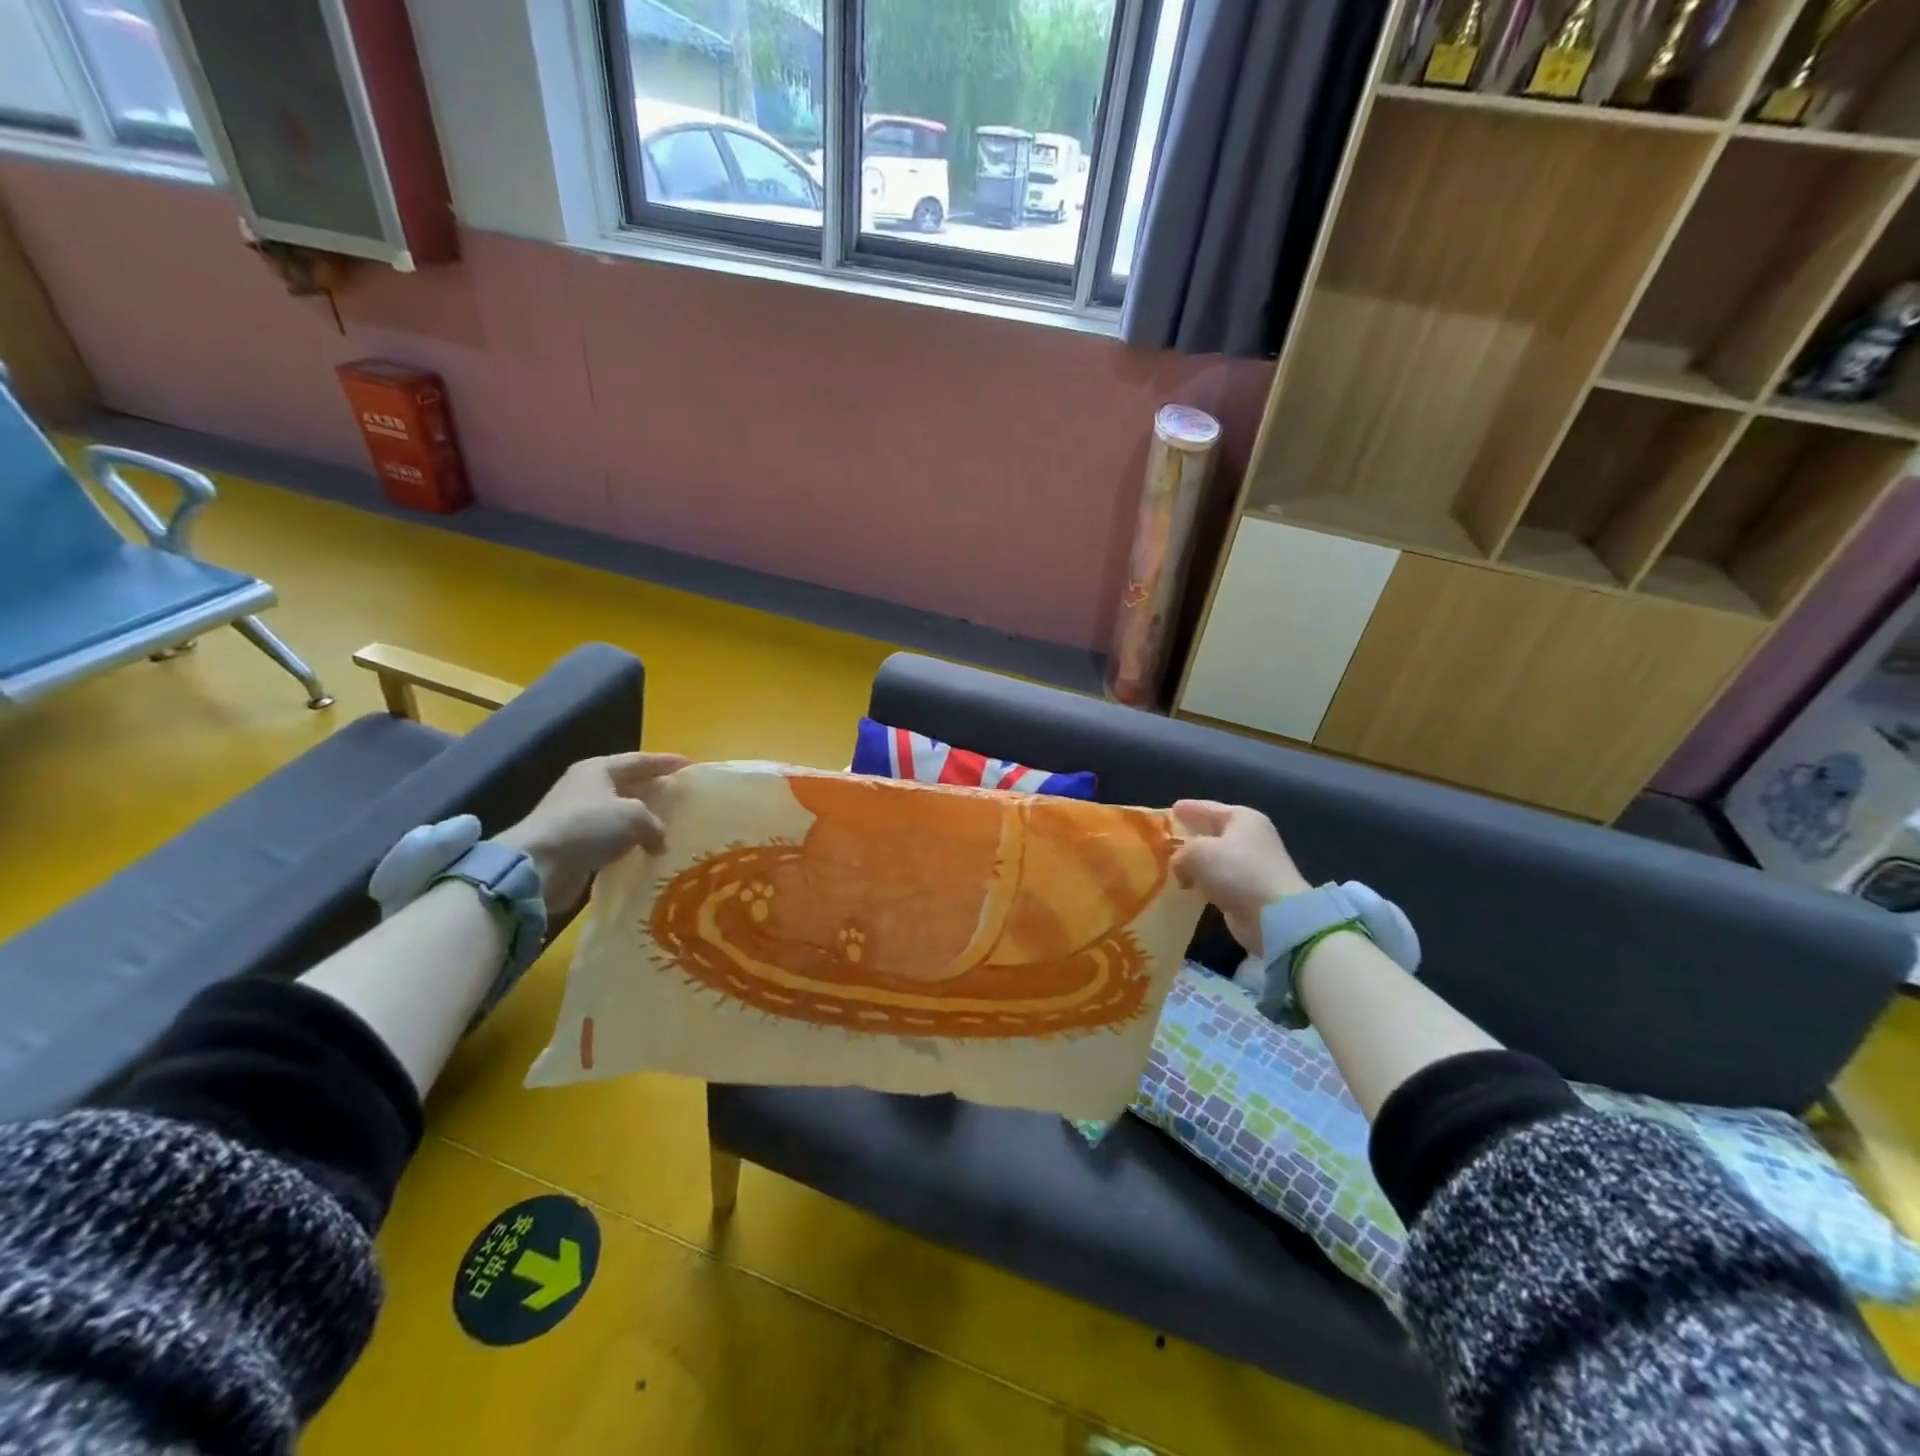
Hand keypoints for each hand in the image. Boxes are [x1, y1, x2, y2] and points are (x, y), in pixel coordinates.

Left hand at [498, 751, 688, 912]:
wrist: (537, 866)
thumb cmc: (588, 826)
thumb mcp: (634, 817)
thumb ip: (655, 824)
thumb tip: (659, 841)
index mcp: (599, 769)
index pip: (641, 760)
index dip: (667, 762)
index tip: (692, 766)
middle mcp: (587, 787)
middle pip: (630, 784)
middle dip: (655, 790)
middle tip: (682, 796)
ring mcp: (578, 816)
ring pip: (621, 813)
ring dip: (643, 820)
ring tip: (670, 825)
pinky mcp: (575, 843)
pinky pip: (611, 838)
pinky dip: (630, 842)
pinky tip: (646, 850)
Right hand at [1170, 800, 1310, 955]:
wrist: (1275, 916)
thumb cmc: (1236, 871)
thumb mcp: (1197, 853)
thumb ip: (1180, 852)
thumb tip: (1178, 864)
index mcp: (1242, 818)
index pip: (1208, 808)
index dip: (1188, 809)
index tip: (1170, 810)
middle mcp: (1250, 837)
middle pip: (1213, 832)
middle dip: (1190, 836)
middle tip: (1165, 838)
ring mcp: (1252, 865)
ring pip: (1214, 859)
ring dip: (1196, 863)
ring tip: (1171, 865)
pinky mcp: (1249, 891)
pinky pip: (1219, 880)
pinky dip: (1204, 882)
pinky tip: (1188, 886)